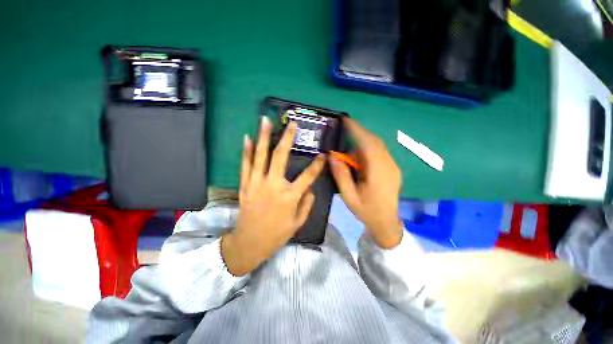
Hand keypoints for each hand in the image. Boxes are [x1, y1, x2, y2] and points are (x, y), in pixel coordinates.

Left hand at [221, 117, 324, 275]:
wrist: (250, 242)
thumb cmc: (277, 234)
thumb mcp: (298, 223)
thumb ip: (307, 204)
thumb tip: (310, 189)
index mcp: (289, 196)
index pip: (308, 176)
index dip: (317, 164)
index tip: (323, 154)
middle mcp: (273, 186)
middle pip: (280, 156)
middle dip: (287, 138)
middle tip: (292, 124)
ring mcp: (256, 184)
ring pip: (260, 156)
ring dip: (263, 137)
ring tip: (265, 120)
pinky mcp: (245, 185)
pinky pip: (245, 165)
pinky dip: (246, 151)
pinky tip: (247, 138)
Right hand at [329, 118, 403, 248]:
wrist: (386, 223)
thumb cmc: (366, 211)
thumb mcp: (349, 196)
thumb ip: (341, 175)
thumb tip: (331, 156)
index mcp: (378, 173)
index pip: (368, 145)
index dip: (357, 130)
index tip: (346, 121)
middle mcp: (389, 166)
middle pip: (374, 142)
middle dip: (359, 132)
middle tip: (344, 128)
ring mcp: (393, 167)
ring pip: (378, 146)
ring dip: (363, 141)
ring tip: (349, 142)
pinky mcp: (393, 169)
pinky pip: (380, 152)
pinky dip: (368, 148)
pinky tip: (359, 155)